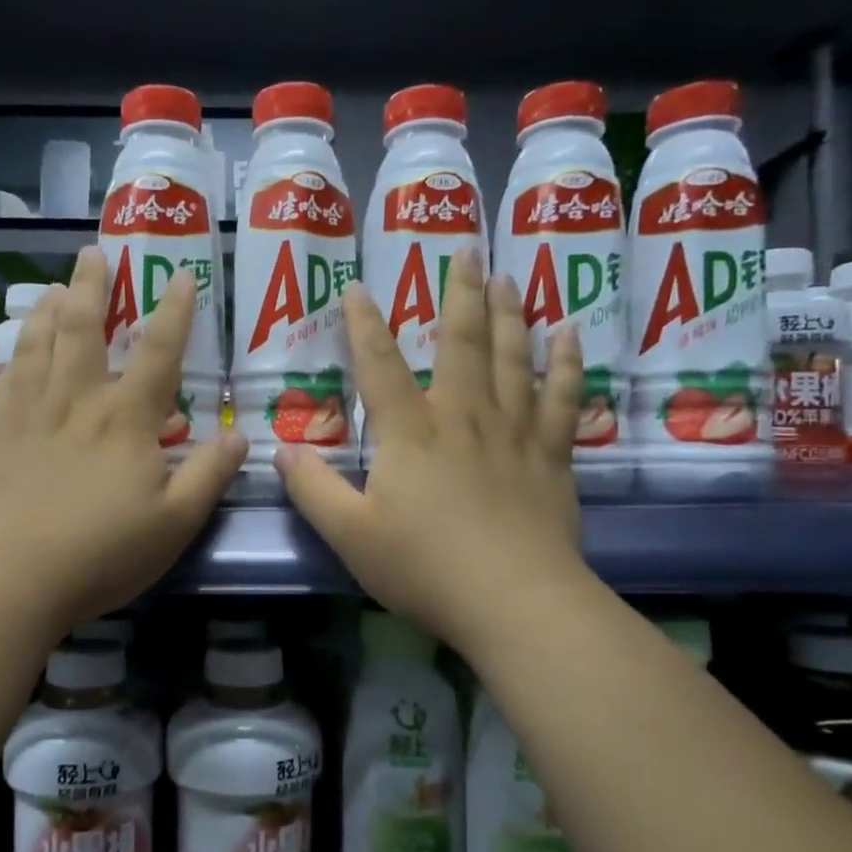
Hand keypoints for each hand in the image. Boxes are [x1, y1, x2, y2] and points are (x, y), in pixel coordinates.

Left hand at [0, 245, 247, 631]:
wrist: (7, 579)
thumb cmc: (100, 554)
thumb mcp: (174, 524)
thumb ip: (209, 476)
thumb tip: (240, 436)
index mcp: (125, 419)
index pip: (158, 351)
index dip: (175, 311)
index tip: (182, 275)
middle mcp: (76, 401)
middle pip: (82, 327)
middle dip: (91, 286)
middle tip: (93, 253)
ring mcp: (29, 414)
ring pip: (36, 342)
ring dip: (47, 307)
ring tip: (54, 286)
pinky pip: (4, 377)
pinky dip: (12, 353)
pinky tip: (13, 350)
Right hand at [274, 251, 592, 659]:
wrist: (513, 601)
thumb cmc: (424, 568)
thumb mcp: (350, 535)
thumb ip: (313, 489)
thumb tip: (281, 450)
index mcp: (410, 433)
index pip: (379, 365)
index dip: (364, 325)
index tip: (356, 287)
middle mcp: (462, 417)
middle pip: (460, 343)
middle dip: (459, 294)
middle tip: (467, 250)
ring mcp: (512, 433)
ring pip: (513, 359)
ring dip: (509, 314)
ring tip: (508, 277)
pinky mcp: (550, 457)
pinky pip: (561, 398)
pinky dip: (567, 363)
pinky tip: (570, 334)